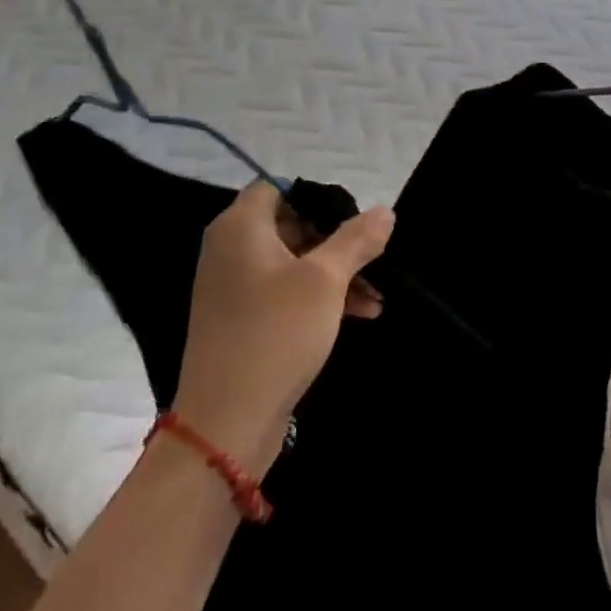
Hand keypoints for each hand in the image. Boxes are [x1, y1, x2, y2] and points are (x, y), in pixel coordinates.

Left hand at [172, 182, 393, 473]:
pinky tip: (360, 314)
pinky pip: (285, 293)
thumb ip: (356, 239)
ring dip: (336, 273)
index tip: (353, 220)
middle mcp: (230, 251)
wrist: (226, 422)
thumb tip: (384, 211)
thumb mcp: (325, 280)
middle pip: (291, 225)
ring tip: (376, 296)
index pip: (278, 188)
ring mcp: (233, 289)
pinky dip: (319, 297)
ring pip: (294, 263)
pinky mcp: (242, 322)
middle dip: (337, 241)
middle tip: (373, 258)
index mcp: (240, 228)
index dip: (317, 198)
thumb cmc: (276, 333)